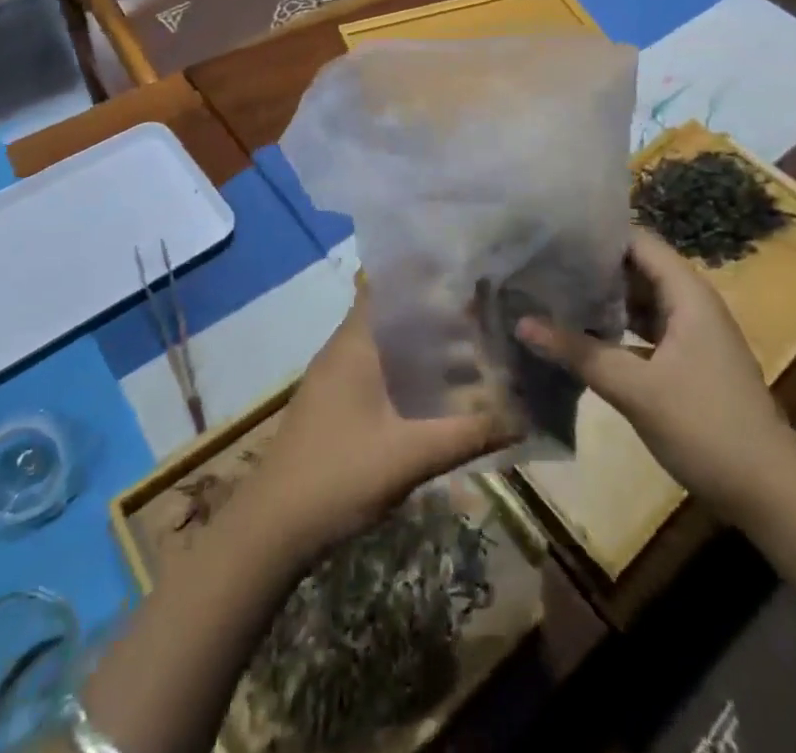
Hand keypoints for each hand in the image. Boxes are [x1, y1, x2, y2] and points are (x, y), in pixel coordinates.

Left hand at [237, 290, 514, 564]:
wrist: (271, 529)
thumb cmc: (338, 475)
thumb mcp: (410, 454)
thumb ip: (468, 433)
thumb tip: (524, 417)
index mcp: (356, 343)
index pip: (387, 283)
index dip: (422, 270)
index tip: (463, 266)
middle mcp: (345, 349)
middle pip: (395, 314)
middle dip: (438, 312)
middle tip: (486, 311)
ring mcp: (337, 378)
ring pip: (390, 346)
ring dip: (427, 347)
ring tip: (477, 351)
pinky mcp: (337, 404)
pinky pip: (381, 372)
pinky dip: (412, 373)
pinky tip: (443, 395)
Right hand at [516, 229, 795, 524]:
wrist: (770, 494)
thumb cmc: (707, 426)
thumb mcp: (636, 388)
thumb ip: (579, 352)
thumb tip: (521, 322)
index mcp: (686, 293)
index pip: (637, 241)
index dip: (596, 233)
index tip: (551, 232)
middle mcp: (690, 303)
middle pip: (635, 268)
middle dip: (591, 266)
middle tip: (539, 262)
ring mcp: (690, 334)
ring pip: (638, 301)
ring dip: (601, 298)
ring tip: (549, 291)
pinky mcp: (687, 362)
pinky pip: (643, 330)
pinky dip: (614, 328)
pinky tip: (579, 336)